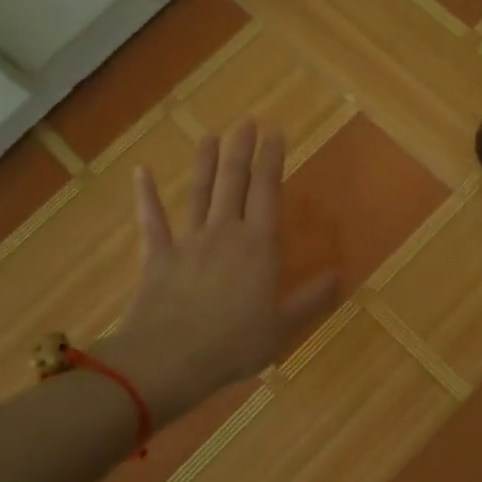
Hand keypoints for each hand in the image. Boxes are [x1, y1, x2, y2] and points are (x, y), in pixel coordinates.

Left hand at [98, 122, 338, 424]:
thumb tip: (341, 275)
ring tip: (210, 136)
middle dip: (242, 150)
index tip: (276, 133)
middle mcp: (224, 233)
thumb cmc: (234, 344)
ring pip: (199, 193)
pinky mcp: (157, 257)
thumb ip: (312, 299)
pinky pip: (151, 221)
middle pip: (234, 182)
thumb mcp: (283, 326)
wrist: (169, 359)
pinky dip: (145, 196)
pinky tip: (141, 172)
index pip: (267, 192)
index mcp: (258, 246)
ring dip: (205, 163)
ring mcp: (188, 242)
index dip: (272, 160)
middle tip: (247, 122)